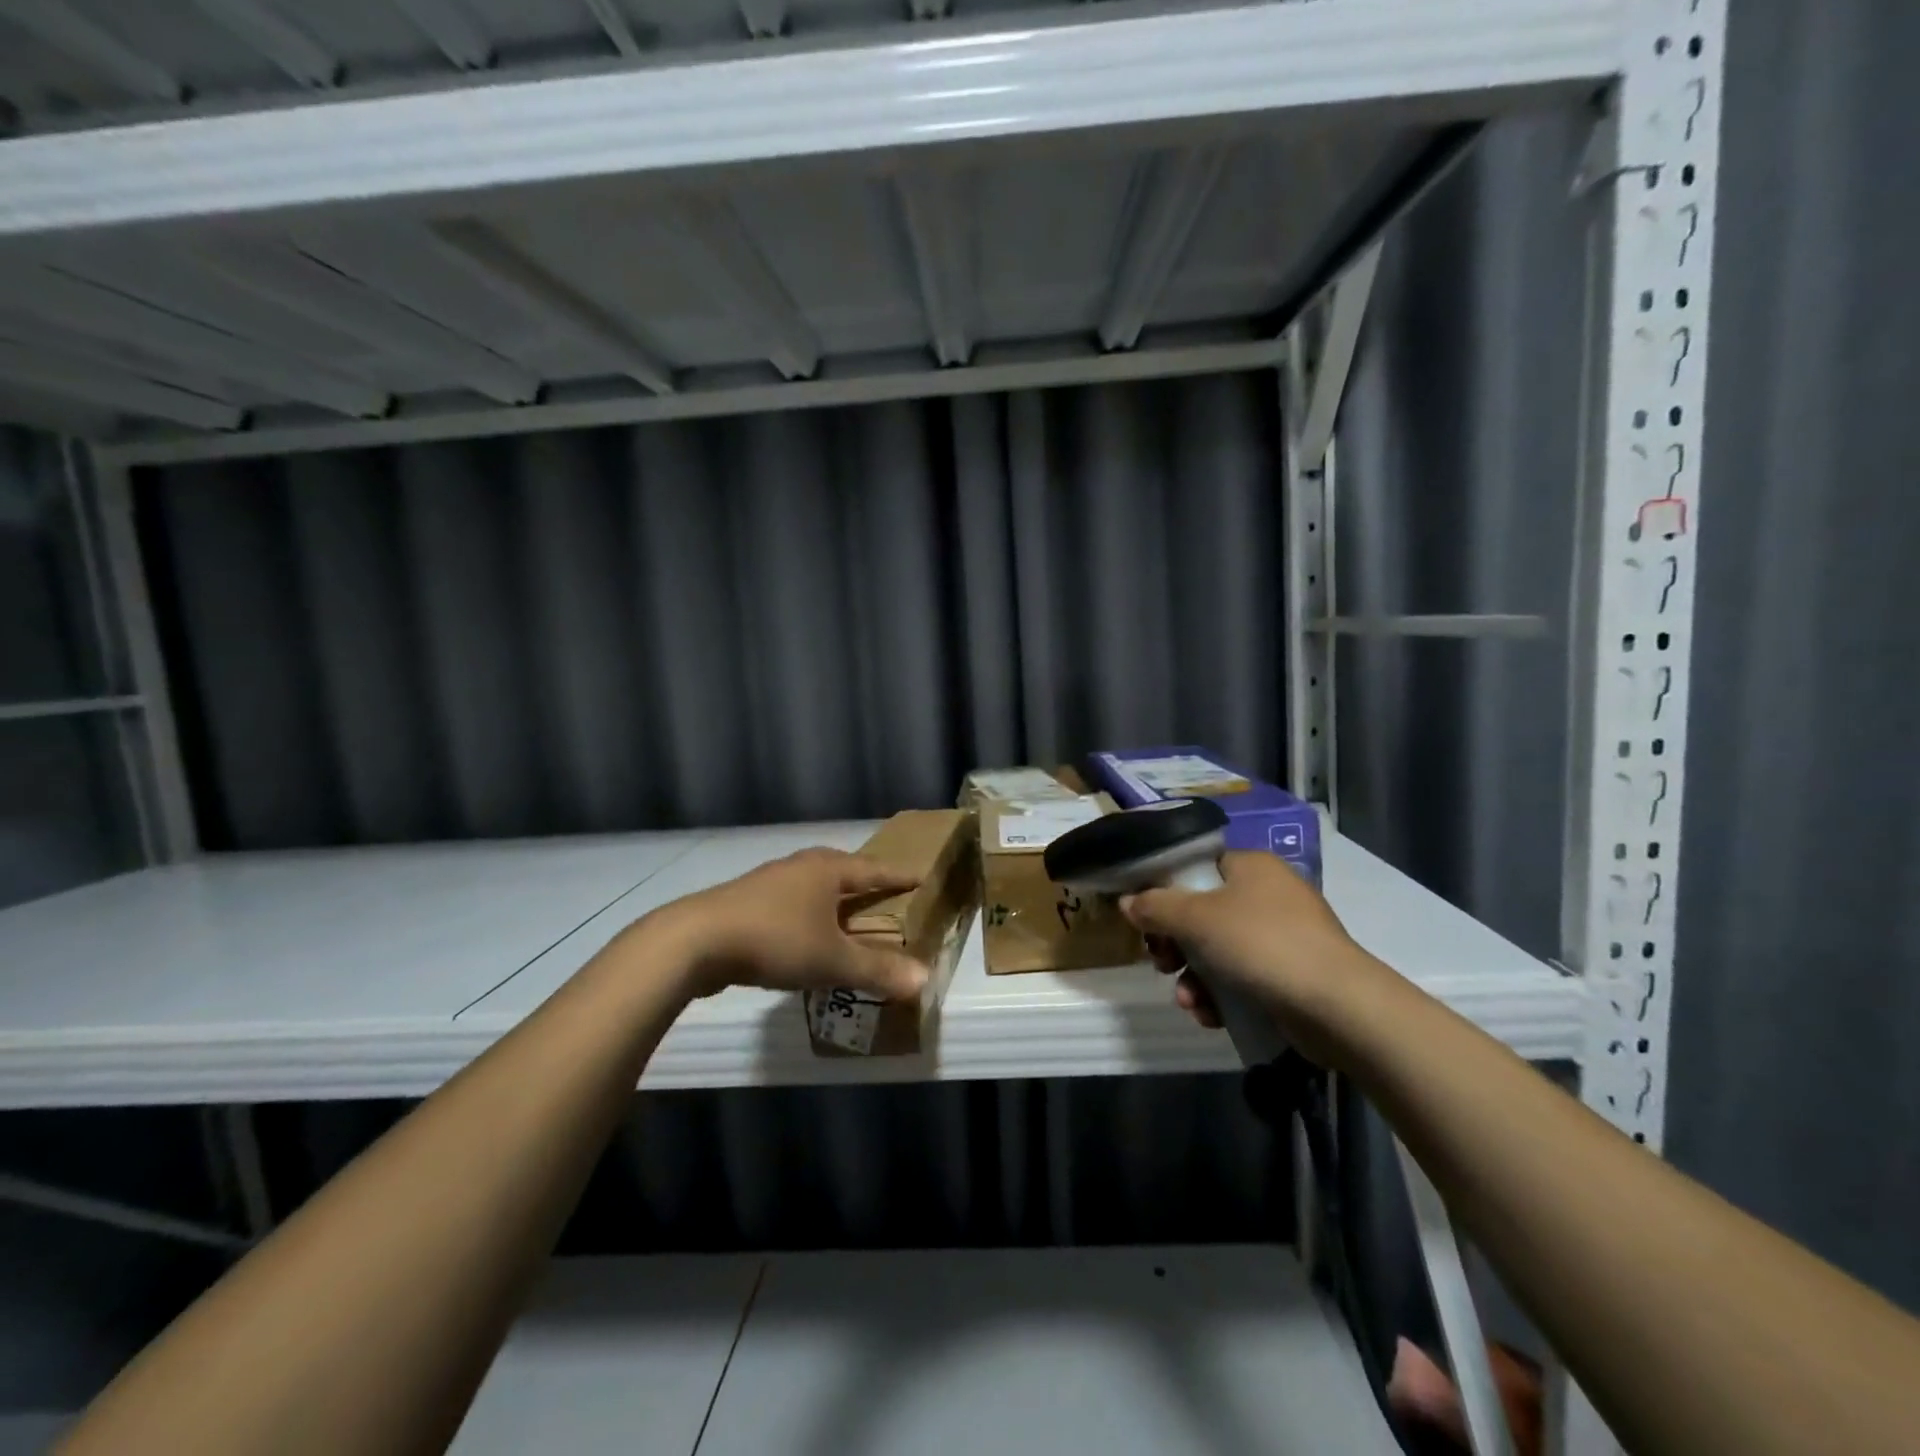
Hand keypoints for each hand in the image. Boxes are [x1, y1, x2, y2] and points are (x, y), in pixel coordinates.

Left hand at [644, 848, 928, 1001]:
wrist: (697, 941)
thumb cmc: (776, 940)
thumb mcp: (832, 960)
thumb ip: (877, 970)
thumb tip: (923, 979)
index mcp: (828, 870)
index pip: (874, 869)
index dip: (898, 875)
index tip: (920, 875)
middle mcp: (800, 866)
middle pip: (841, 868)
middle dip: (863, 879)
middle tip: (883, 890)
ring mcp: (769, 881)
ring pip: (812, 883)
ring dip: (832, 895)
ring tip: (845, 910)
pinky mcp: (745, 901)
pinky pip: (790, 900)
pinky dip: (806, 911)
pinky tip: (802, 931)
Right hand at [1120, 851, 1386, 1058]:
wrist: (1337, 1006)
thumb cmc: (1261, 944)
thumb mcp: (1196, 919)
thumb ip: (1156, 906)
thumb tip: (1127, 902)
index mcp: (1250, 866)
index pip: (1195, 867)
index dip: (1164, 890)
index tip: (1144, 919)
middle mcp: (1267, 894)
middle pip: (1202, 912)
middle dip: (1175, 944)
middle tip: (1161, 962)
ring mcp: (1283, 935)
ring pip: (1218, 950)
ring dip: (1194, 977)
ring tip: (1188, 1001)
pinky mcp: (1290, 974)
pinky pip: (1241, 978)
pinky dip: (1221, 995)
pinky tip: (1210, 1016)